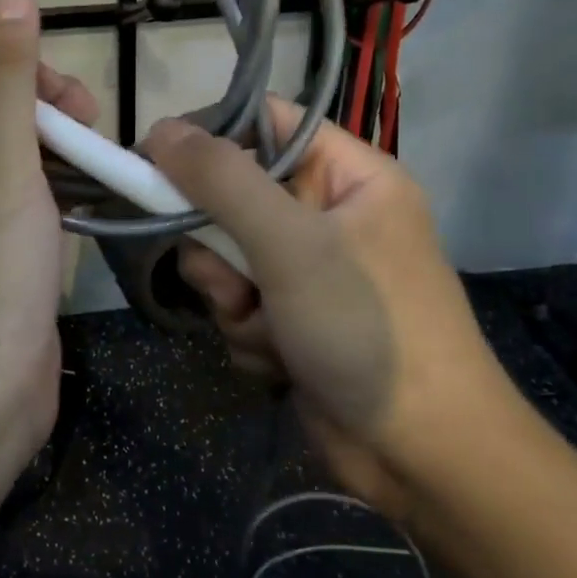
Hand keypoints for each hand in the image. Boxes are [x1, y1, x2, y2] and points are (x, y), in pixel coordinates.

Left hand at [0, 0, 96, 478]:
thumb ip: (6, 80)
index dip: (10, 74)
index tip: (63, 94)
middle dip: (43, 116)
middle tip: (90, 130)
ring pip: (12, 169)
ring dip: (57, 157)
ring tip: (102, 164)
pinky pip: (25, 213)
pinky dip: (57, 200)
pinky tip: (92, 200)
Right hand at [146, 98, 520, 516]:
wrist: (421, 452)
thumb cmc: (366, 327)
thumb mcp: (292, 244)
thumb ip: (222, 182)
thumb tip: (159, 130)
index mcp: (350, 177)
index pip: (267, 125)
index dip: (211, 137)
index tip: (155, 162)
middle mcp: (329, 218)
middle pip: (234, 200)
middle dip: (220, 248)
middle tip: (232, 280)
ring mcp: (311, 275)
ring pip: (228, 262)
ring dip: (233, 300)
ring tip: (268, 330)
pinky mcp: (295, 324)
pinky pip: (241, 309)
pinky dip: (249, 336)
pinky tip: (281, 362)